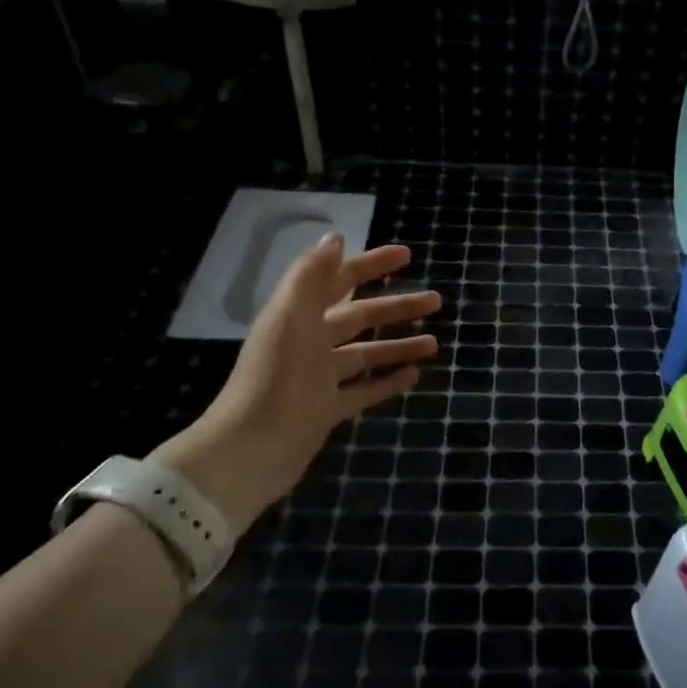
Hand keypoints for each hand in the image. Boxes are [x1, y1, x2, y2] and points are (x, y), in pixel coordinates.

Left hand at [150, 235, 439, 531]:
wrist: (251, 449)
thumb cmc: (275, 376)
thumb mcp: (291, 316)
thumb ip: (312, 275)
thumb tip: (335, 237)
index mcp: (298, 315)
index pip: (339, 280)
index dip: (371, 265)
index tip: (407, 256)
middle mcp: (309, 342)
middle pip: (360, 317)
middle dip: (396, 307)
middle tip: (436, 300)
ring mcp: (319, 378)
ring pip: (366, 354)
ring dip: (398, 345)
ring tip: (435, 342)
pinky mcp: (326, 411)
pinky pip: (364, 390)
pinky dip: (387, 381)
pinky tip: (414, 376)